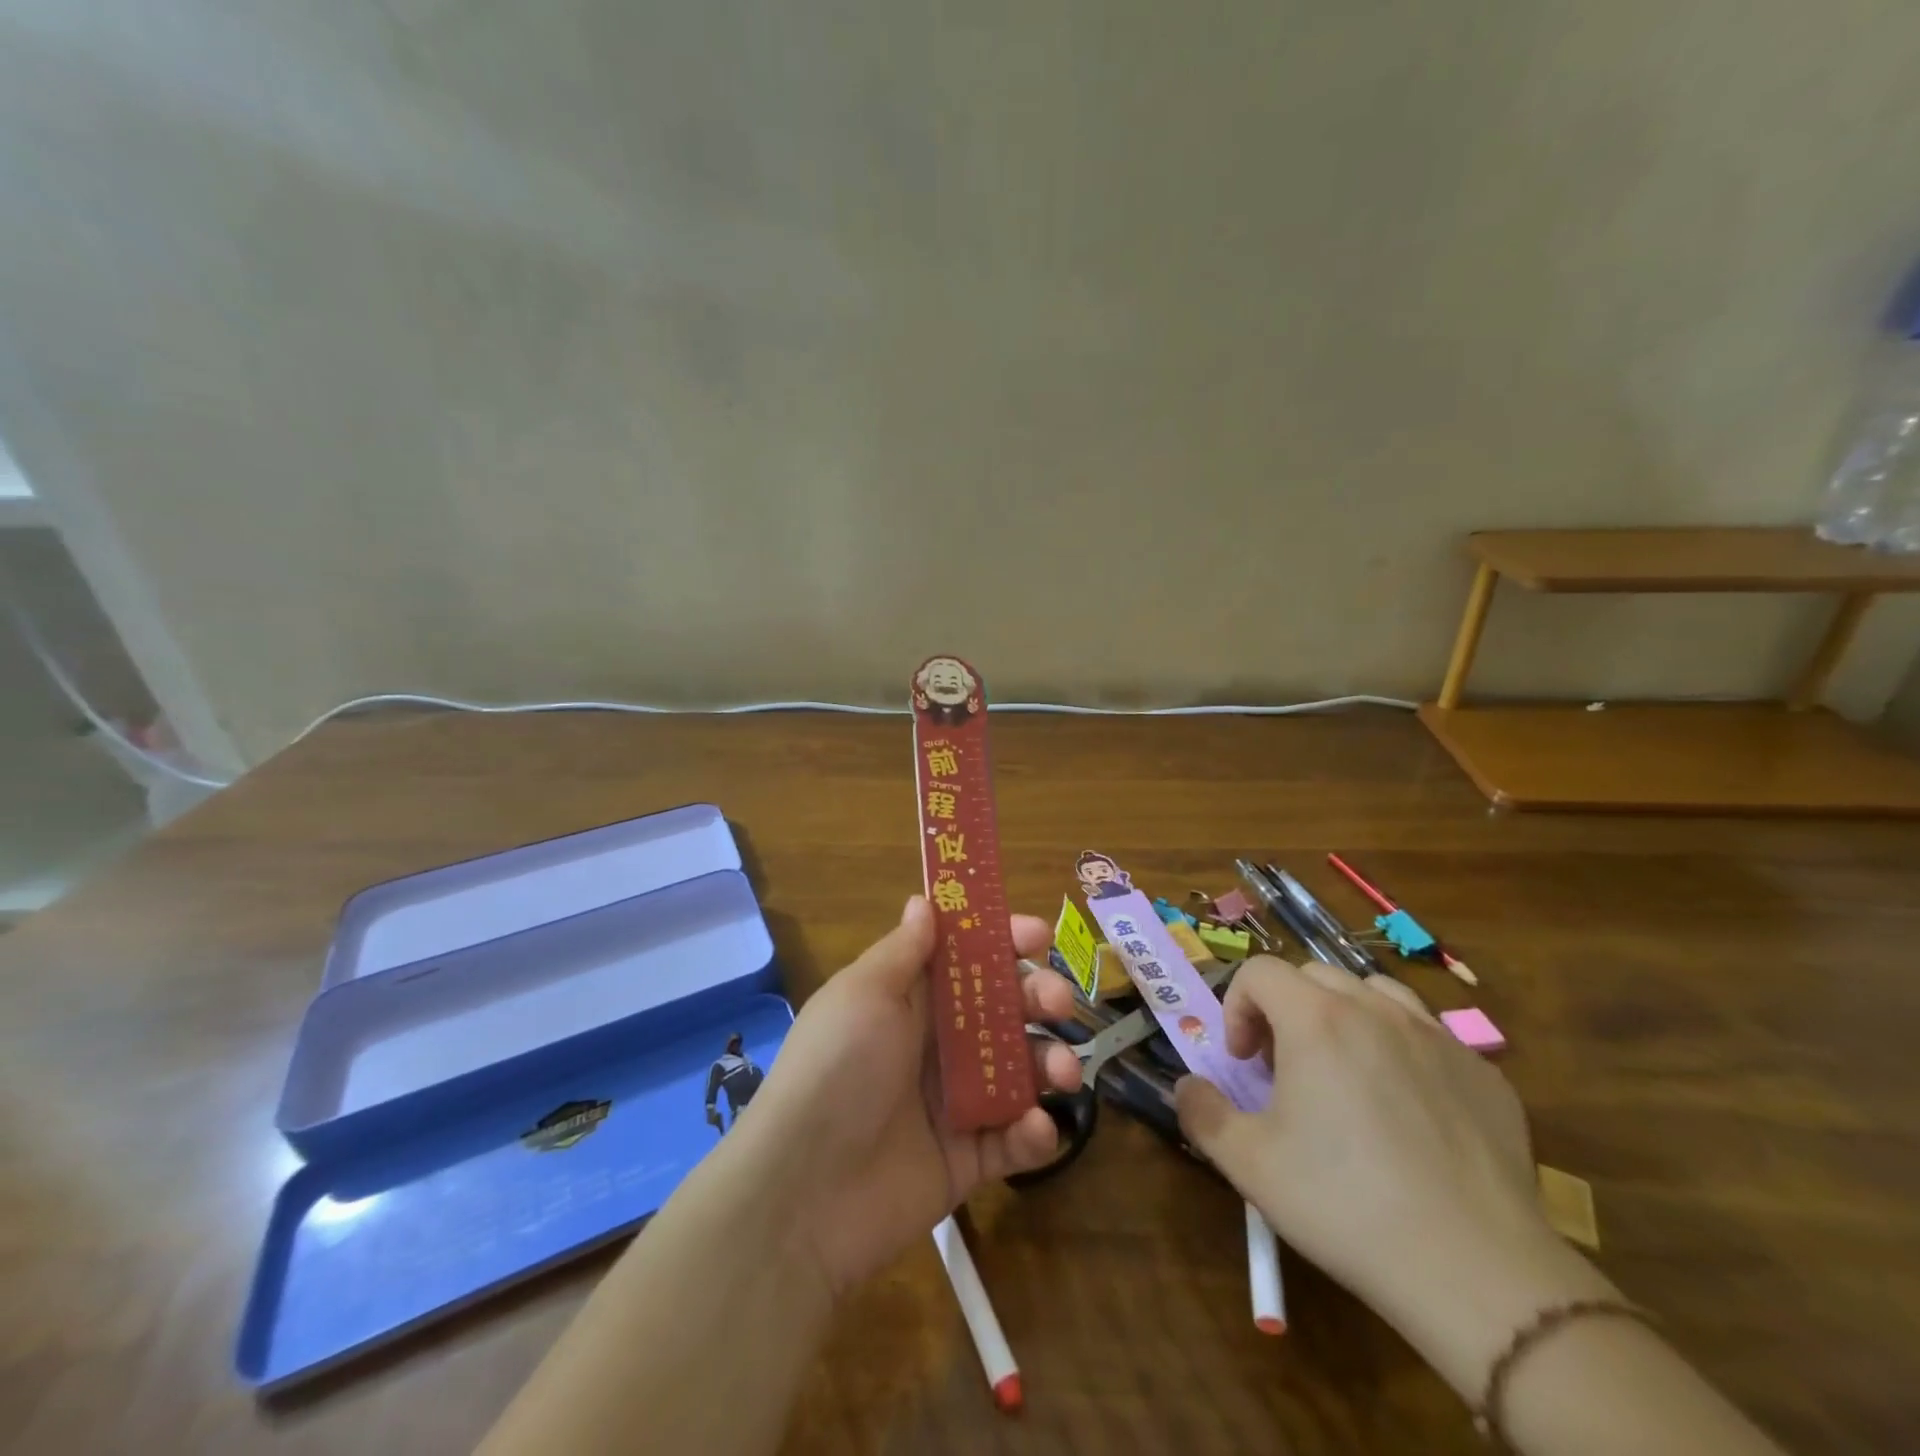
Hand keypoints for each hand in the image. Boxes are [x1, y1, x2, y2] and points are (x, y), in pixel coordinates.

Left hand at [735, 896, 1082, 1299]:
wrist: (804, 1192)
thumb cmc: (837, 1069)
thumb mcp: (865, 994)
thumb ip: (903, 950)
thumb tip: (924, 901)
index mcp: (910, 999)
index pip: (966, 958)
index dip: (1003, 941)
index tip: (1038, 936)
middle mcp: (936, 1043)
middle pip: (1003, 1009)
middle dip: (1039, 998)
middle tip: (1059, 1004)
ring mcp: (954, 1102)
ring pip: (1019, 1070)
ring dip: (1050, 1063)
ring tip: (1063, 1072)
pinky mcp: (967, 1159)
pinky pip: (1012, 1140)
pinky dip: (1032, 1133)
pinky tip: (1034, 1129)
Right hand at [1175, 957, 1616, 1396]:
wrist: (1478, 1273)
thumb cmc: (1345, 1205)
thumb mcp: (1248, 1163)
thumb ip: (1202, 1112)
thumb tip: (1187, 1086)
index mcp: (1316, 1019)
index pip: (1260, 971)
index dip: (1237, 1005)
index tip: (1243, 1062)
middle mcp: (1376, 1010)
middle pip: (1314, 975)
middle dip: (1286, 1009)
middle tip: (1285, 1069)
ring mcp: (1438, 1038)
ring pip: (1375, 993)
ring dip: (1344, 1016)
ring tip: (1344, 1072)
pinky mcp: (1485, 1074)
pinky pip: (1429, 1035)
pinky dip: (1401, 1050)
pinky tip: (1408, 1111)